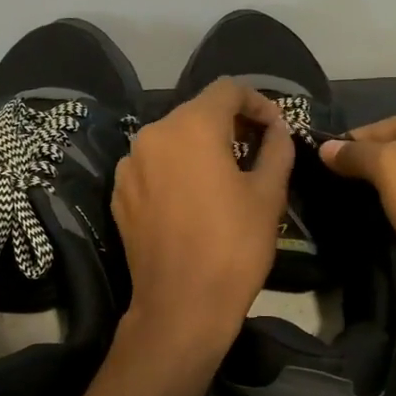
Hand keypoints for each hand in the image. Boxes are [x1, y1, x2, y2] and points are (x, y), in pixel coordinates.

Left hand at [111, 78, 294, 362]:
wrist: (180, 306)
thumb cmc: (233, 246)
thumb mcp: (268, 194)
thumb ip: (276, 148)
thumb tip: (276, 128)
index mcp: (190, 126)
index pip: (227, 89)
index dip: (257, 101)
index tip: (274, 127)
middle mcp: (153, 134)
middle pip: (196, 111)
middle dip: (229, 123)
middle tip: (256, 150)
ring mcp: (129, 164)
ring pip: (172, 138)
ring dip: (200, 146)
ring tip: (225, 175)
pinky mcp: (119, 193)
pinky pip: (153, 165)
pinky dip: (175, 169)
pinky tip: (193, 199)